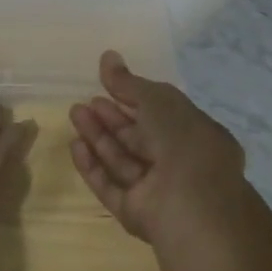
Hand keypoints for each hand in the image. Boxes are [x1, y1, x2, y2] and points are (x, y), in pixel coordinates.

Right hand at [68, 51, 245, 246]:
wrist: (192, 208)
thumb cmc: (184, 144)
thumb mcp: (159, 101)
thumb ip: (129, 82)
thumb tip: (107, 57)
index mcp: (196, 137)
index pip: (161, 114)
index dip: (134, 99)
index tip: (106, 84)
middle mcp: (178, 165)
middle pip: (138, 138)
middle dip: (111, 118)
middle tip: (84, 101)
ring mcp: (157, 192)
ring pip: (121, 160)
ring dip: (98, 136)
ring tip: (74, 113)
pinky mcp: (136, 213)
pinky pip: (110, 186)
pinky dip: (92, 166)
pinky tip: (75, 146)